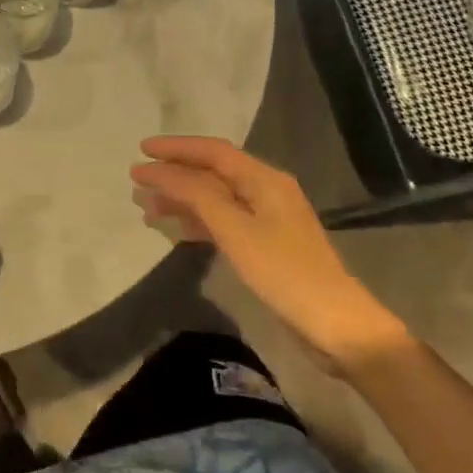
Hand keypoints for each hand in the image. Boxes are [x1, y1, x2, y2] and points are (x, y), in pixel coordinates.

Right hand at [131, 136, 406, 373]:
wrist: (335, 324)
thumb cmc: (283, 271)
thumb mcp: (234, 229)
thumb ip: (195, 195)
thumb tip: (159, 170)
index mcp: (264, 179)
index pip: (212, 151)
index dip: (175, 148)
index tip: (141, 149)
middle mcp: (266, 190)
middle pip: (212, 172)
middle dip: (174, 174)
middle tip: (137, 181)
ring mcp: (267, 219)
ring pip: (215, 198)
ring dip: (182, 198)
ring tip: (147, 207)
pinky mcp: (266, 244)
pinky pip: (224, 220)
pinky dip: (198, 220)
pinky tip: (177, 229)